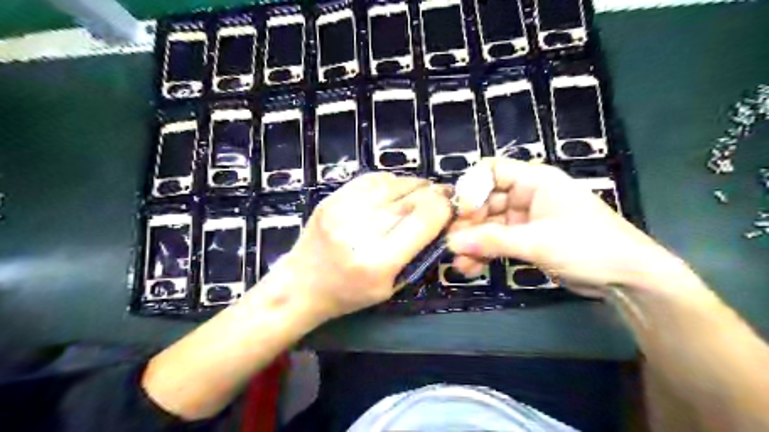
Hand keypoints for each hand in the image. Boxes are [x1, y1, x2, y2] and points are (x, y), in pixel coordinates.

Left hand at [282, 173, 451, 320]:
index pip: (424, 219)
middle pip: (411, 198)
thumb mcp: (392, 286)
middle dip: (433, 194)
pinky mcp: (332, 197)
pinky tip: (395, 191)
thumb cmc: (349, 294)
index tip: (452, 206)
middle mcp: (360, 230)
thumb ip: (418, 252)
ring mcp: (342, 209)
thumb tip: (441, 217)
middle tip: (442, 196)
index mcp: (378, 260)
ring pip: (393, 182)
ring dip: (414, 186)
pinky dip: (391, 182)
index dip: (444, 207)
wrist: (301, 285)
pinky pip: (372, 179)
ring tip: (420, 194)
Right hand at [445, 158, 684, 296]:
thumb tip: (451, 242)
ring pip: (489, 225)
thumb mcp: (538, 241)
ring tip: (459, 263)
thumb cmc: (588, 246)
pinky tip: (471, 268)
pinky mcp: (526, 239)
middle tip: (451, 244)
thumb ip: (493, 241)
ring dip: (473, 242)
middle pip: (485, 201)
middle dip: (468, 223)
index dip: (471, 189)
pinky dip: (484, 253)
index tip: (459, 213)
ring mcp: (525, 218)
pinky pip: (498, 242)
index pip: (491, 172)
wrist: (627, 278)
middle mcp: (526, 195)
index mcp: (534, 180)